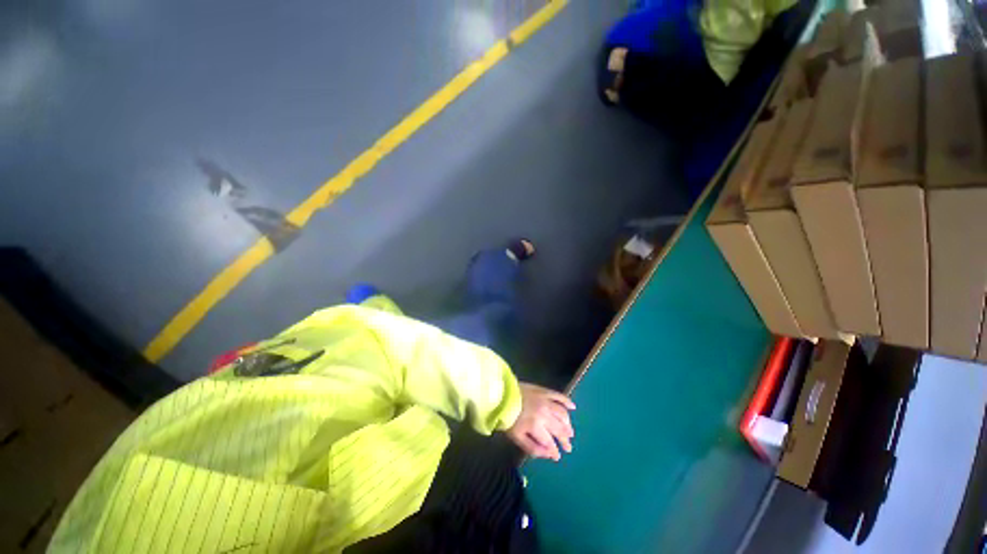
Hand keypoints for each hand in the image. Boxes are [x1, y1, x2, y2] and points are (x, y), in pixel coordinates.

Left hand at [507, 382, 575, 460]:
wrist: (502, 394)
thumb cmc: (508, 417)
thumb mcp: (516, 437)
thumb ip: (533, 448)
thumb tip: (549, 455)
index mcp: (536, 426)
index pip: (550, 442)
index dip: (555, 451)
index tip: (558, 457)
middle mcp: (544, 414)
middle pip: (559, 429)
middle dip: (564, 440)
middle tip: (568, 447)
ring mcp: (546, 401)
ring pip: (562, 414)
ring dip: (567, 424)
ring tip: (570, 432)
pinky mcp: (544, 391)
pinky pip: (559, 396)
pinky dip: (567, 402)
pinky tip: (573, 407)